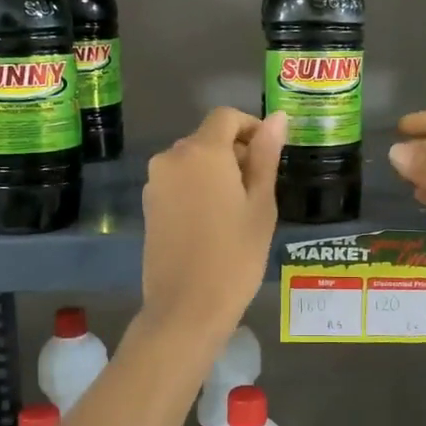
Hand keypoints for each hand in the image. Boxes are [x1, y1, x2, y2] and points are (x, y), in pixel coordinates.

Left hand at [141, 107, 286, 333]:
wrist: (186, 308)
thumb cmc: (235, 256)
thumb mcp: (261, 205)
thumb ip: (266, 156)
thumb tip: (277, 117)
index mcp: (202, 151)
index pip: (226, 117)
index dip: (251, 127)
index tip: (269, 155)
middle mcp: (172, 157)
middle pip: (208, 138)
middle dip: (235, 152)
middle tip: (260, 191)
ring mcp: (155, 182)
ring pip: (192, 161)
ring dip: (216, 172)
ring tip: (238, 210)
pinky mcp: (148, 205)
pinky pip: (178, 182)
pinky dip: (198, 188)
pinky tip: (213, 222)